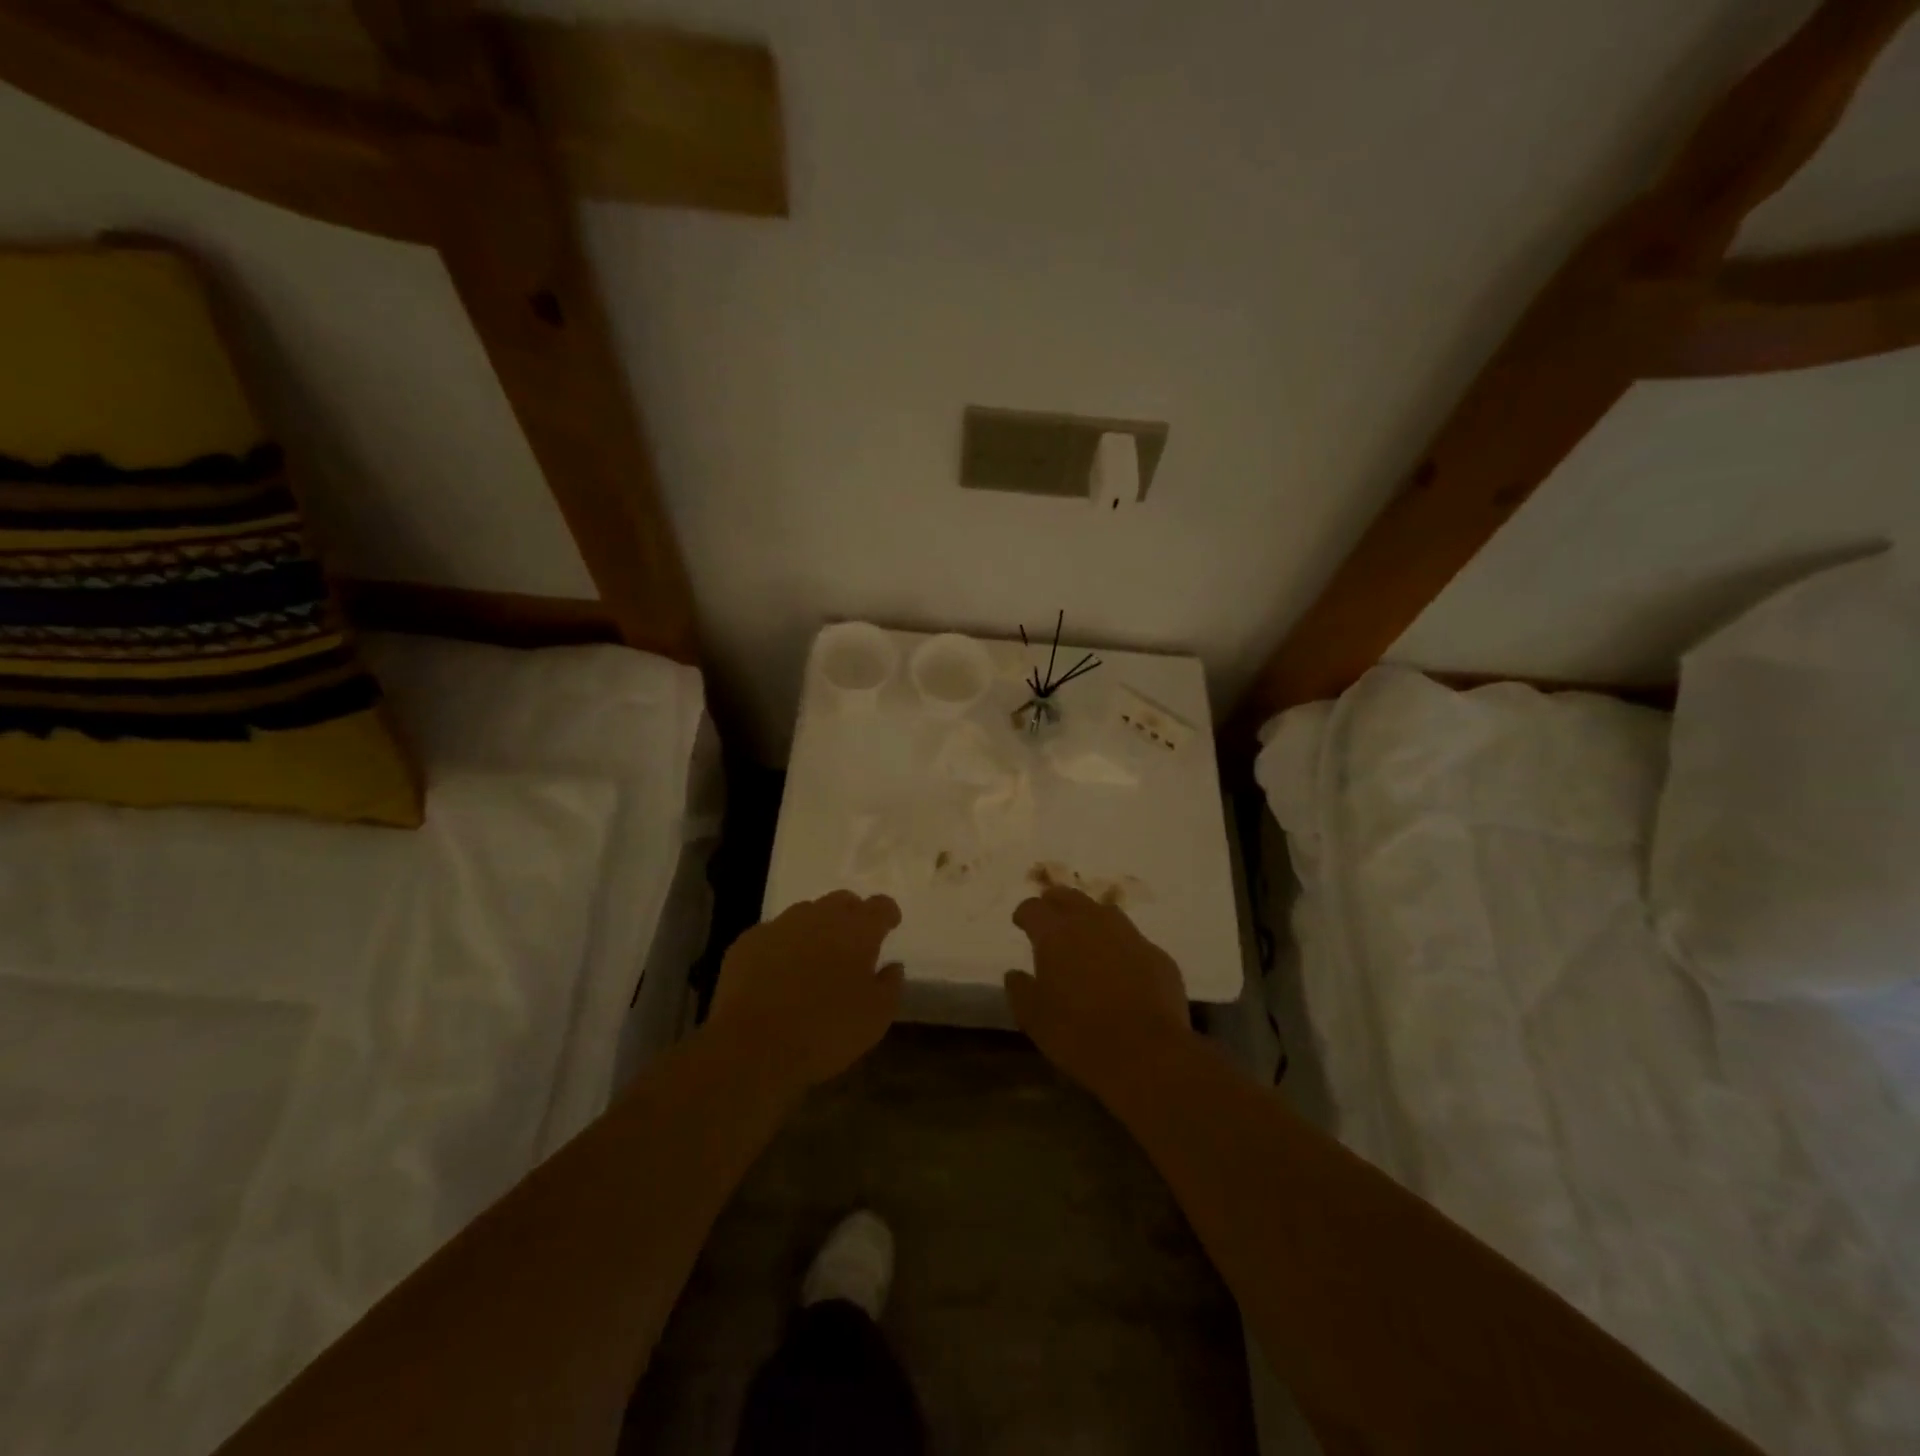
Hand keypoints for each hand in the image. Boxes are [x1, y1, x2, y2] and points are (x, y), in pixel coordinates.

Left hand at [708, 891, 903, 1094]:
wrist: (751, 1047)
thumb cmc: (825, 1032)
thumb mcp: (875, 1019)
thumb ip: (889, 985)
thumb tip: (892, 966)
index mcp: (856, 931)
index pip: (880, 906)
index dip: (888, 913)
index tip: (890, 925)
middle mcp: (819, 917)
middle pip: (842, 901)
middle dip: (852, 915)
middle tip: (854, 942)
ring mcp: (780, 926)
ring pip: (806, 913)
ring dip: (816, 928)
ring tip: (815, 957)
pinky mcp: (748, 942)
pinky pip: (773, 934)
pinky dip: (783, 946)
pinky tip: (778, 972)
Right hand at [1006, 887, 1195, 1103]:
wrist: (1146, 1053)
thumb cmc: (1078, 1034)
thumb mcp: (1034, 1018)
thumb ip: (1020, 990)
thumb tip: (1015, 974)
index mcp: (1055, 934)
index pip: (1033, 908)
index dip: (1025, 914)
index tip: (1021, 923)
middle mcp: (1092, 923)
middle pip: (1069, 897)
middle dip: (1056, 903)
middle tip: (1050, 918)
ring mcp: (1129, 936)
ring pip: (1104, 912)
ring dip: (1090, 919)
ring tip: (1085, 937)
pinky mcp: (1158, 955)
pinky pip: (1133, 941)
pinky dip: (1121, 947)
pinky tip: (1121, 968)